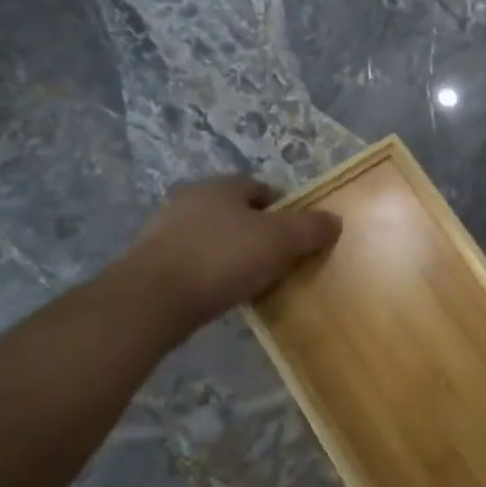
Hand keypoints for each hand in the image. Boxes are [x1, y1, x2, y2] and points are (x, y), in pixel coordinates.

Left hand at [125, 174, 340, 329]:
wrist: (152, 300)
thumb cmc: (222, 258)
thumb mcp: (280, 241)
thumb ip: (311, 229)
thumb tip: (334, 220)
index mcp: (221, 185)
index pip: (262, 188)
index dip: (285, 210)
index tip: (299, 238)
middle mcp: (190, 199)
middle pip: (236, 212)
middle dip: (258, 233)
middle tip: (279, 261)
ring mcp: (165, 230)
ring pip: (213, 237)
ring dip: (232, 255)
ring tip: (251, 281)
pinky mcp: (150, 262)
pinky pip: (193, 262)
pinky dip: (210, 273)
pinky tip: (220, 294)